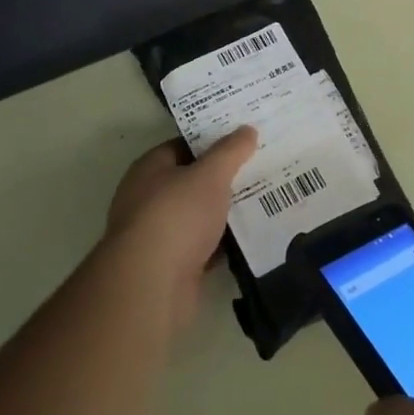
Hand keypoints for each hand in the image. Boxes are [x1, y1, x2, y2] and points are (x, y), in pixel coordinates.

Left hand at [105, 128, 256, 333]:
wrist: (152, 284)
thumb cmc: (176, 216)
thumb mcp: (210, 175)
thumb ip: (230, 151)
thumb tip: (247, 129)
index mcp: (150, 169)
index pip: (183, 145)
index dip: (212, 140)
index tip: (244, 139)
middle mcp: (148, 198)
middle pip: (192, 181)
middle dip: (223, 177)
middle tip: (261, 167)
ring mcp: (159, 235)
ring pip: (199, 216)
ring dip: (225, 212)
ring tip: (265, 200)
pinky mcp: (172, 266)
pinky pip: (204, 247)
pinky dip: (224, 244)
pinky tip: (252, 237)